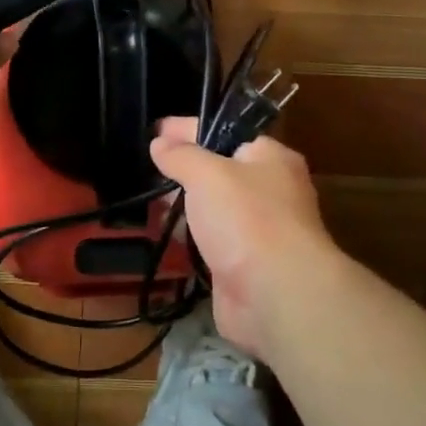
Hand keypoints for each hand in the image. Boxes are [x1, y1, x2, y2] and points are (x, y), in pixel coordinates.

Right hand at [150, 118, 343, 359]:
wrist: (276, 295)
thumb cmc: (246, 219)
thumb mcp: (207, 174)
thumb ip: (181, 156)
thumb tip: (160, 142)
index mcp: (271, 159)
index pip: (225, 132)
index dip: (188, 129)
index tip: (155, 131)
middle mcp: (270, 191)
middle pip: (220, 172)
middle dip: (184, 171)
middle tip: (148, 168)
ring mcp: (258, 231)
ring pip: (214, 209)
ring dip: (185, 207)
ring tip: (149, 202)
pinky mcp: (243, 266)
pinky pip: (210, 243)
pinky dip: (189, 239)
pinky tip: (163, 236)